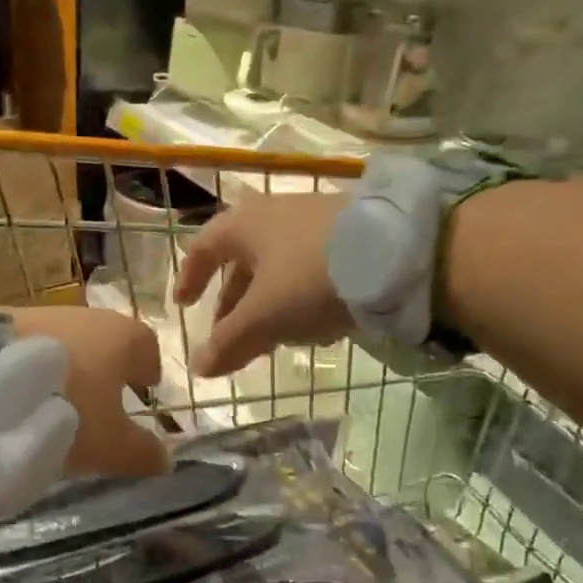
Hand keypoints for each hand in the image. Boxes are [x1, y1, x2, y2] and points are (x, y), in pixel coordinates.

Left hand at [11, 307, 169, 477]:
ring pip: (66, 345)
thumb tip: (165, 458)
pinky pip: (29, 348)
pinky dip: (31, 371)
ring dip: (66, 372)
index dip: (147, 374)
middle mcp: (86, 315)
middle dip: (104, 373)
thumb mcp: (109, 446)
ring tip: (53, 409)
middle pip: (105, 344)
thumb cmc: (62, 411)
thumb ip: (141, 453)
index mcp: (122, 337)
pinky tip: (17, 399)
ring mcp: (41, 314)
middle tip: (97, 410)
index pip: (147, 349)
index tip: (140, 397)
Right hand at [173, 192, 353, 377]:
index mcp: (243, 225)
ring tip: (273, 338)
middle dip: (232, 303)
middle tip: (229, 336)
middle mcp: (274, 214)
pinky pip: (311, 268)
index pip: (202, 248)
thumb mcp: (263, 317)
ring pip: (278, 267)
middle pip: (242, 262)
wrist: (397, 254)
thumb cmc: (309, 279)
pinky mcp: (349, 234)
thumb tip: (198, 368)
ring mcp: (314, 221)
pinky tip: (317, 325)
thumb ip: (228, 343)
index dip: (190, 278)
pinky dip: (300, 296)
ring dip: (268, 303)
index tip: (184, 305)